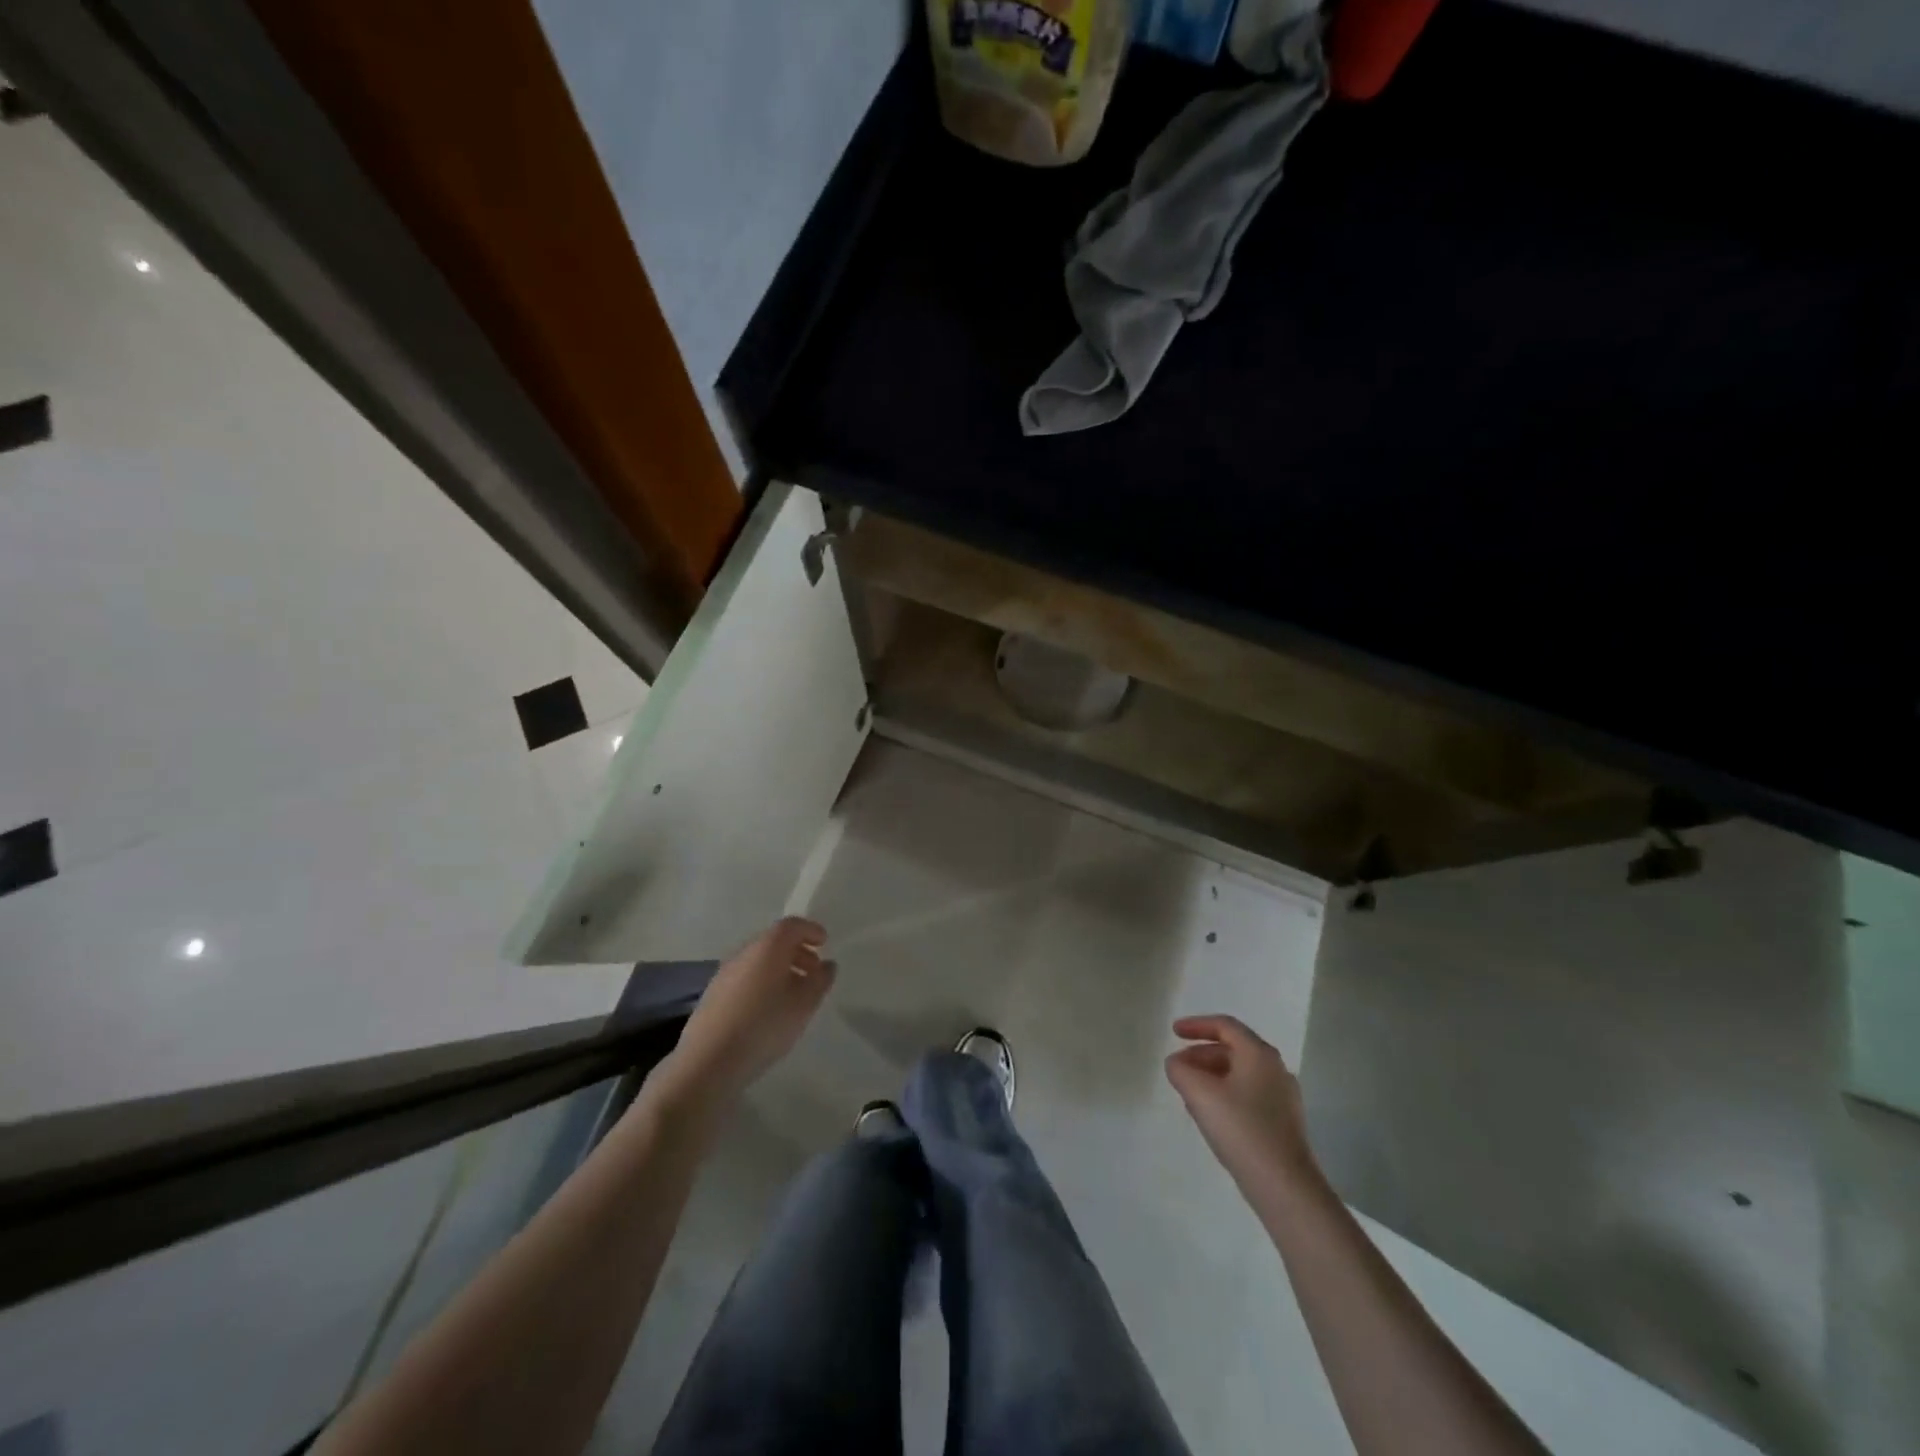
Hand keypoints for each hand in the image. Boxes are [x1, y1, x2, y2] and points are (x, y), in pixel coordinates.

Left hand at [654, 918, 835, 1110]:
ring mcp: (725, 973)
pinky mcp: (713, 994)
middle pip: (774, 941)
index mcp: (768, 947)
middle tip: (814, 970)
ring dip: (780, 968)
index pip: (791, 925)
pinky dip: (763, 982)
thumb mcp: (804, 1004)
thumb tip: (827, 965)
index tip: (824, 942)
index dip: (810, 930)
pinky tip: (769, 1008)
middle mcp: (744, 952)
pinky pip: (746, 977)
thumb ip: (820, 980)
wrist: (708, 1061)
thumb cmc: (764, 1026)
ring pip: (759, 960)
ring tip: (794, 993)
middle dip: (797, 951)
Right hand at [1166, 1015, 1317, 1193]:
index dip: (1196, 1025)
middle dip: (1201, 1054)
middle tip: (1178, 1067)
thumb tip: (1176, 1063)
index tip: (1174, 1033)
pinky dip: (1226, 1094)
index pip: (1225, 1026)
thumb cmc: (1241, 1129)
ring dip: (1212, 1076)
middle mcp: (1275, 1069)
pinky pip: (1248, 1095)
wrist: (1285, 1187)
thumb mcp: (1200, 1094)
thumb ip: (1181, 1070)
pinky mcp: (1283, 1122)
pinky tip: (1211, 1116)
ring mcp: (1283, 1097)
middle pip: (1233, 1049)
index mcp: (1259, 1054)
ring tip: (1189, 1093)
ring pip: (1240, 1074)